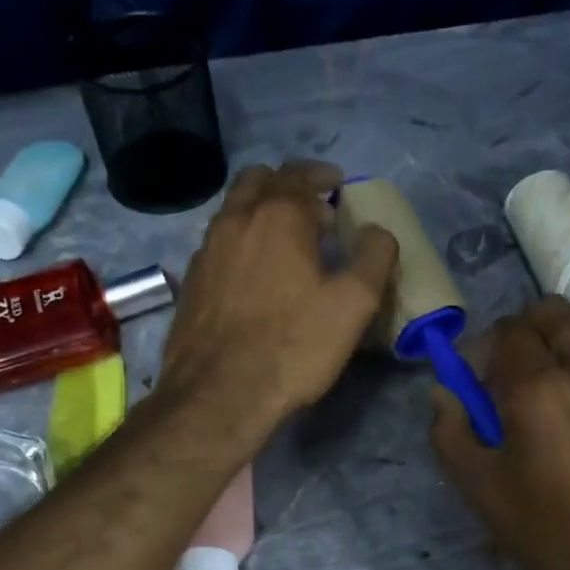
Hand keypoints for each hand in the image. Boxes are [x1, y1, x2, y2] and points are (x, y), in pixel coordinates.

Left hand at [161, 160, 398, 424]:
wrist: (219, 394)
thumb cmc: (293, 346)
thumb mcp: (354, 305)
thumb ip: (374, 258)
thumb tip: (378, 232)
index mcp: (278, 217)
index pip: (299, 174)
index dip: (322, 175)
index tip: (337, 184)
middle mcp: (236, 221)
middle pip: (257, 180)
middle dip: (286, 185)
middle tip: (311, 209)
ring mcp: (206, 250)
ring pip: (233, 210)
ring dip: (260, 211)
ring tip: (286, 241)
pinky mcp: (191, 282)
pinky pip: (219, 243)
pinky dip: (241, 242)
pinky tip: (255, 275)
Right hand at [430, 298, 569, 569]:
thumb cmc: (546, 532)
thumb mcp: (479, 488)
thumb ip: (450, 431)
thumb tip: (443, 392)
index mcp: (536, 388)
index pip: (509, 331)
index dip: (486, 345)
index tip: (477, 377)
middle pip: (554, 314)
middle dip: (524, 328)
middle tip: (511, 367)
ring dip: (565, 332)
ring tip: (552, 369)